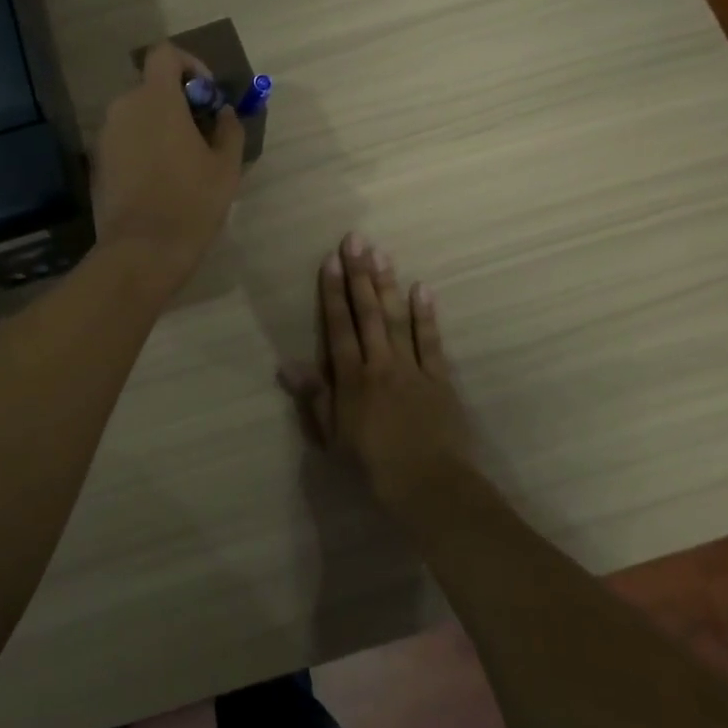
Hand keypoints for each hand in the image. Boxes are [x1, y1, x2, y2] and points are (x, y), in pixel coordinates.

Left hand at [92, 43, 244, 287]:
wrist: (142, 250)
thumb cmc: (191, 202)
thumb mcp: (226, 166)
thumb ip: (229, 128)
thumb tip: (223, 112)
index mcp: (155, 99)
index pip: (165, 54)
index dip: (190, 64)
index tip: (207, 95)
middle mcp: (123, 107)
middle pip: (151, 86)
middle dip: (178, 100)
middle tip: (201, 131)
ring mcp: (105, 135)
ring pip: (136, 114)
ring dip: (159, 124)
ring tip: (183, 158)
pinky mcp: (97, 160)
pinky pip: (124, 138)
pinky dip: (142, 144)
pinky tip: (160, 177)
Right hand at [280, 233, 474, 512]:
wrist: (430, 487)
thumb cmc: (373, 466)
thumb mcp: (333, 437)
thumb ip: (315, 397)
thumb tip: (287, 365)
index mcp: (352, 379)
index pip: (339, 327)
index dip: (333, 292)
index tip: (330, 260)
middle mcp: (380, 364)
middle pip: (368, 313)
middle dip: (360, 275)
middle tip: (356, 240)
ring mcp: (412, 369)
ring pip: (397, 319)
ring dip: (388, 285)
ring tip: (382, 253)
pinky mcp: (440, 379)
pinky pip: (431, 342)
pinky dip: (426, 315)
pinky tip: (422, 289)